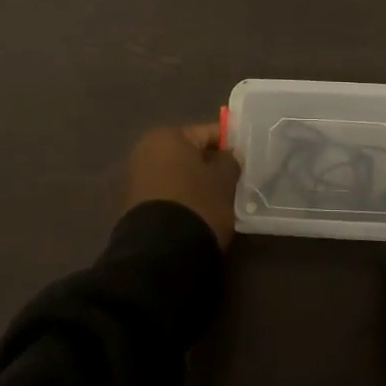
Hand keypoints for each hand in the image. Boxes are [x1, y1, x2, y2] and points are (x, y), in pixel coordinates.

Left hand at [123, 123, 240, 247]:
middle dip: (212, 164)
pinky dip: (185, 198)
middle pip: (190, 153)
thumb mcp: (224, 179)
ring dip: (199, 182)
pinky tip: (202, 211)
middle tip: (237, 179)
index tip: (248, 157)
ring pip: (180, 173)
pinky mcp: (136, 205)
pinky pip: (170, 192)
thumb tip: (228, 155)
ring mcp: (138, 178)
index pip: (208, 132)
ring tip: (223, 198)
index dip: (231, 144)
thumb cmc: (197, 203)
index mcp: (167, 136)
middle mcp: (147, 150)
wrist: (160, 252)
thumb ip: (230, 161)